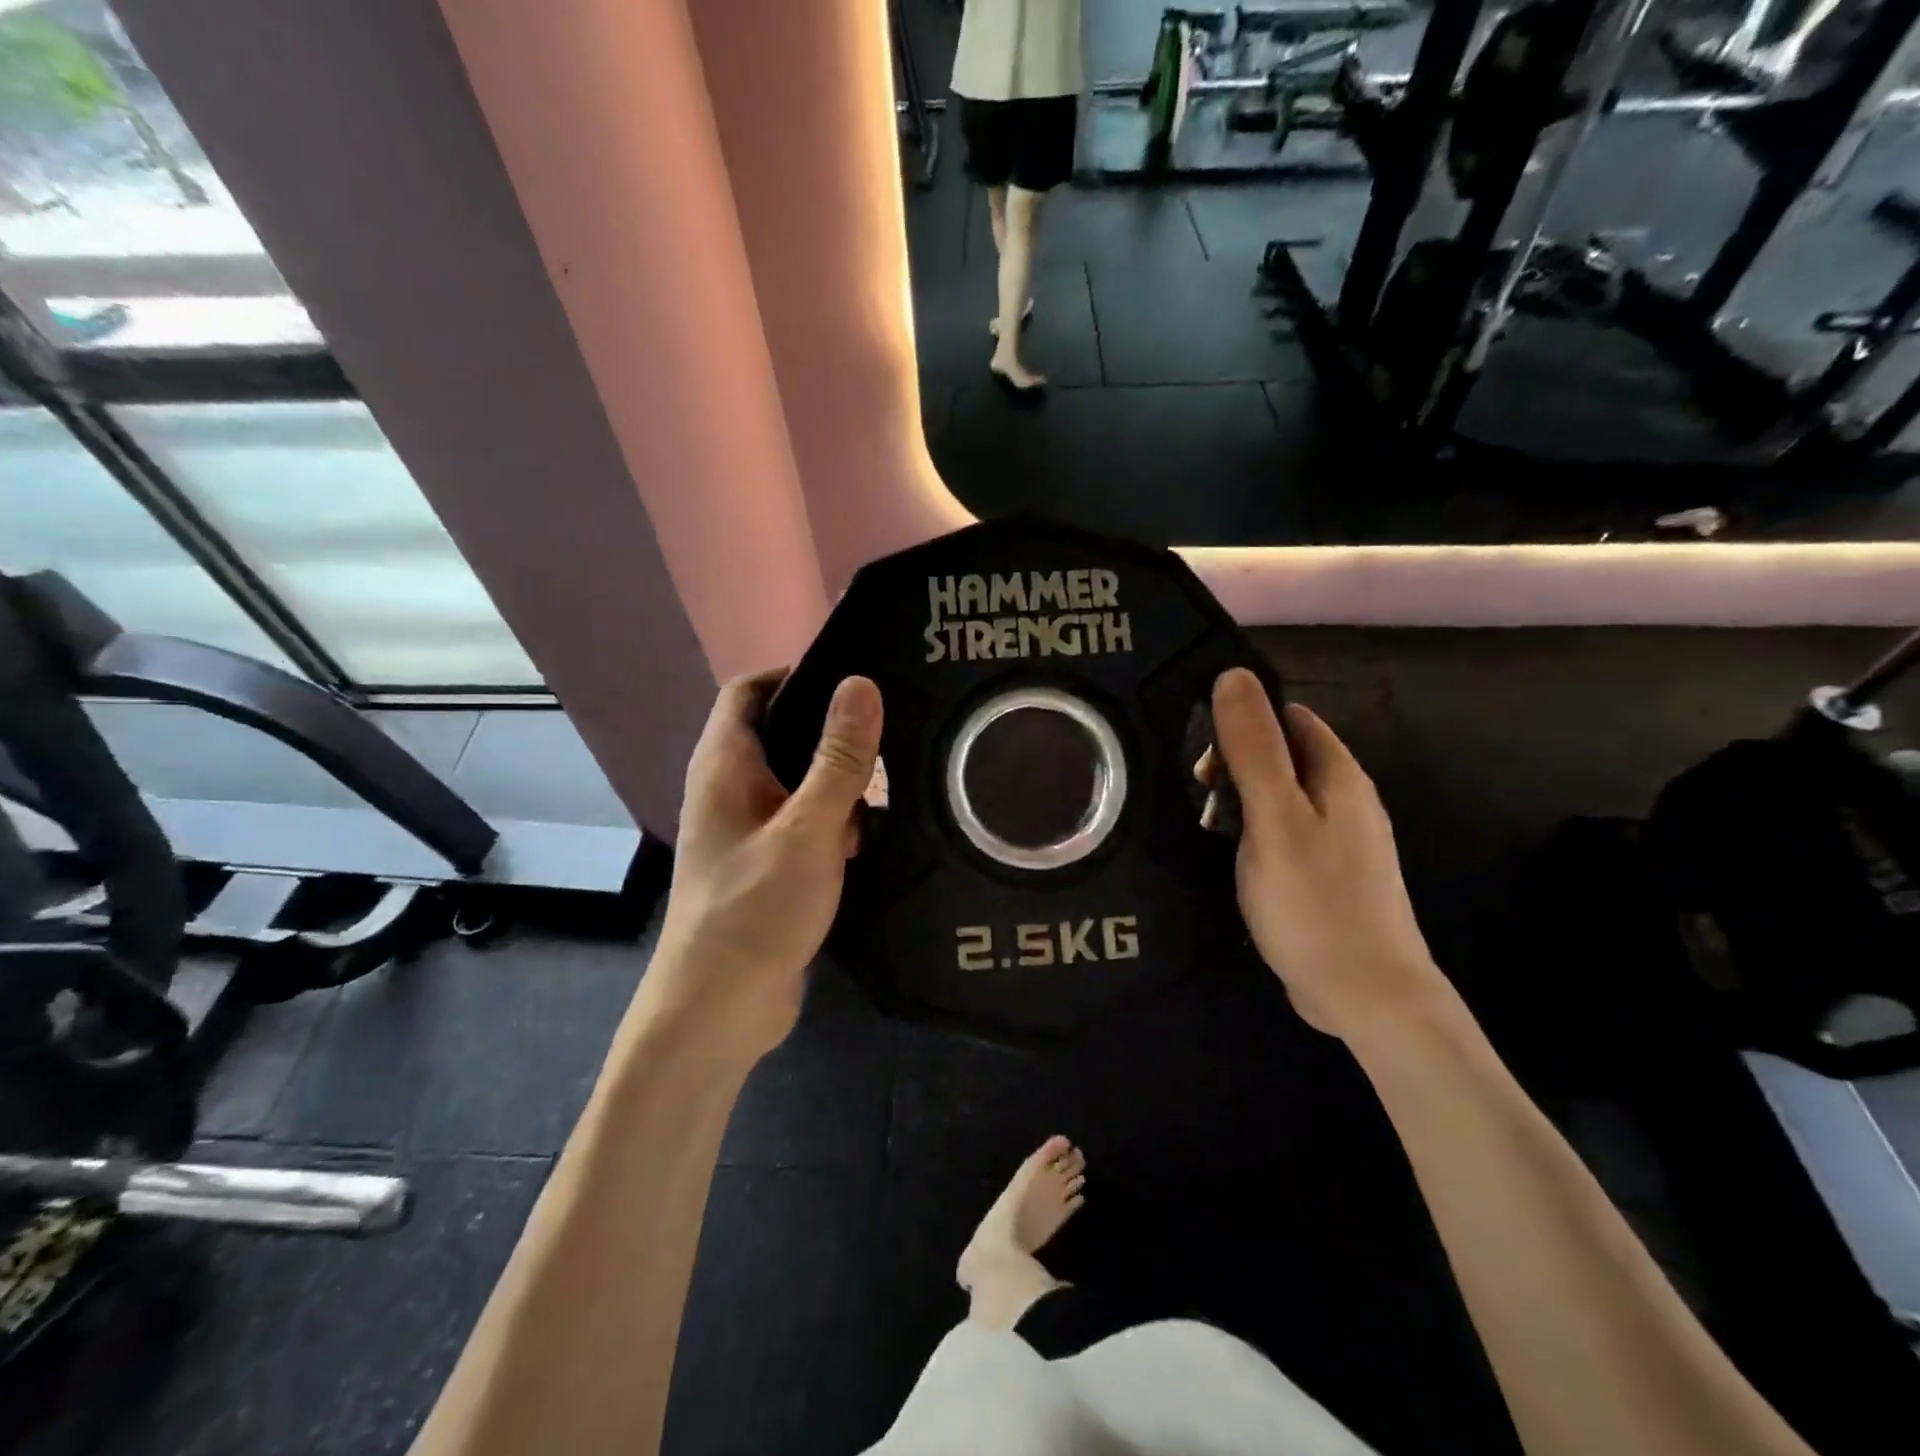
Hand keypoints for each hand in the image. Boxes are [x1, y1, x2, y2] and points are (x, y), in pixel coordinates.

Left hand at [647, 670, 882, 1061]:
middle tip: (890, 725)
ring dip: (838, 781)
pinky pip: (803, 823)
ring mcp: (745, 830)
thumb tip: (861, 684)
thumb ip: (838, 759)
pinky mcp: (765, 865)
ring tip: (894, 778)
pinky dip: (835, 821)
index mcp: (724, 765)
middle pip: (779, 733)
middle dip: (830, 730)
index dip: (795, 673)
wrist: (719, 1011)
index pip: (748, 690)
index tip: (853, 677)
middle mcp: (729, 790)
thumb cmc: (756, 909)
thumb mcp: (808, 828)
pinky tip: (875, 834)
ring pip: (796, 782)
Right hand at [1206, 668, 1445, 1041]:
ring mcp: (1340, 839)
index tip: (1201, 750)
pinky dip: (1254, 833)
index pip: (1288, 716)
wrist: (1367, 997)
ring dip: (1241, 802)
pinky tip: (1232, 859)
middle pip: (1283, 754)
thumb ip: (1254, 749)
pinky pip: (1284, 831)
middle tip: (1200, 798)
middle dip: (1236, 764)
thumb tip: (1234, 675)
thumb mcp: (1275, 818)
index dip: (1243, 720)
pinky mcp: (1328, 873)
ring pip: (1280, 796)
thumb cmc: (1315, 902)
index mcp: (1339, 775)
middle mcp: (1345, 799)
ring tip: (1208, 831)